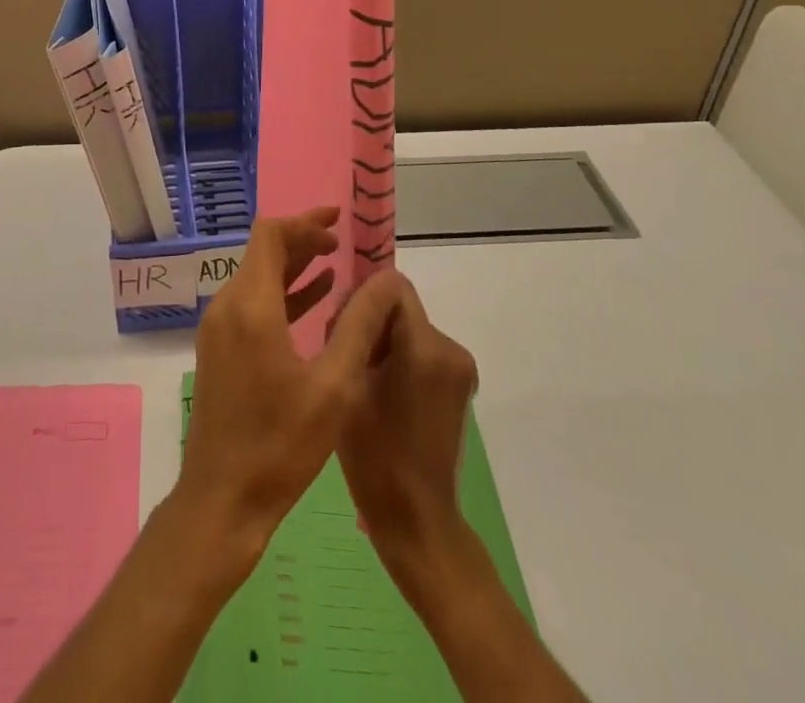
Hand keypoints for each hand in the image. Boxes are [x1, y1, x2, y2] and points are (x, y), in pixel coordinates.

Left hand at [177, 208, 405, 573]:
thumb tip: (385, 281)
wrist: (223, 499)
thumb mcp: (334, 386)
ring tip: (334, 264)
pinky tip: (314, 301)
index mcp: (251, 306)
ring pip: (257, 277)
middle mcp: (227, 306)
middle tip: (341, 242)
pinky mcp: (219, 349)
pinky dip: (282, 294)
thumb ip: (360, 326)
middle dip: (301, 240)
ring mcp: (219, 329)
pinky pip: (251, 304)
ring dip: (293, 266)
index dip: (304, 221)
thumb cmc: (281, 444)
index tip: (337, 221)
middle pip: (262, 252)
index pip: (270, 235)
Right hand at [336, 275, 478, 583]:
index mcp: (425, 346)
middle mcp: (452, 349)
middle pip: (401, 308)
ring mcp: (461, 370)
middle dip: (373, 323)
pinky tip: (383, 396)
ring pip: (410, 329)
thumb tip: (352, 296)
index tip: (343, 326)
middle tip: (347, 359)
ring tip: (363, 382)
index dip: (363, 297)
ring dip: (385, 343)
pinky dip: (401, 361)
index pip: (393, 286)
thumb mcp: (348, 382)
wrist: (414, 518)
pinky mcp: (460, 387)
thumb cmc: (373, 453)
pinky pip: (422, 352)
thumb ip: (353, 329)